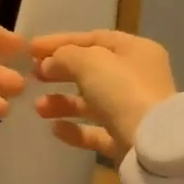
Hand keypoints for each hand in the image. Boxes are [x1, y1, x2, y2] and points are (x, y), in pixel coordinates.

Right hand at [31, 31, 176, 160]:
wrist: (153, 145)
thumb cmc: (124, 91)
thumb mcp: (91, 62)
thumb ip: (65, 56)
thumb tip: (48, 64)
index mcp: (135, 50)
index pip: (94, 38)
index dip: (60, 42)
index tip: (30, 50)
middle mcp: (137, 77)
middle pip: (92, 70)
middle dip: (60, 73)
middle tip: (32, 77)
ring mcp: (132, 110)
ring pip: (91, 102)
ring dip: (62, 103)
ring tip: (39, 108)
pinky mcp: (126, 139)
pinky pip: (95, 131)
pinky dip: (75, 129)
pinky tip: (55, 129)